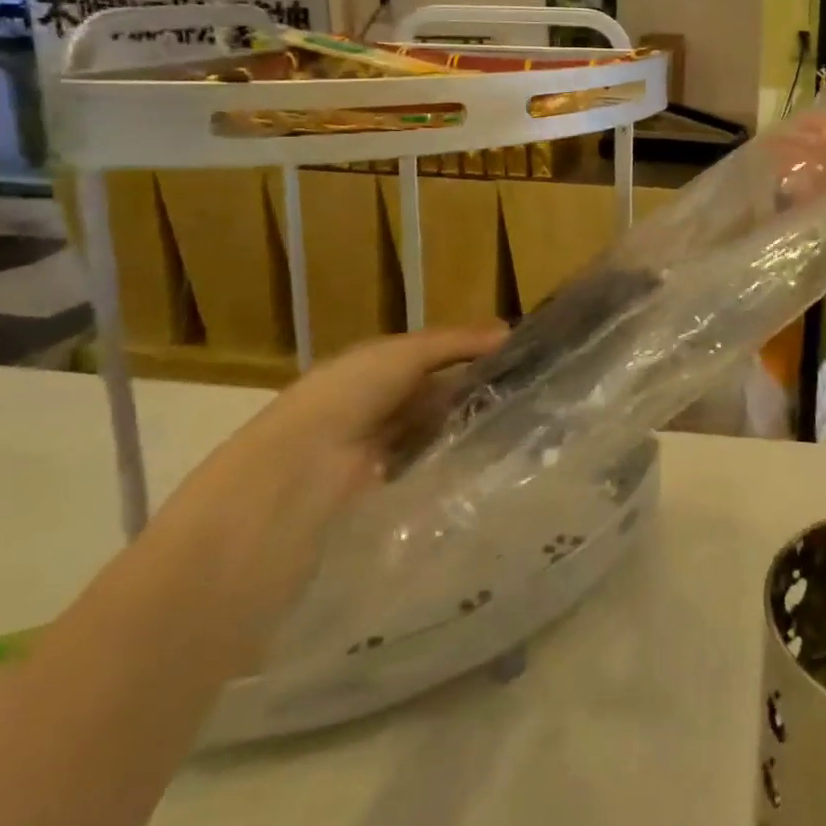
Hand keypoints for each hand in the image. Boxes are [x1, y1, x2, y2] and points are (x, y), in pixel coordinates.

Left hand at [149, 327, 505, 635]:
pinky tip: (488, 463)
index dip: (474, 355)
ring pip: (434, 433)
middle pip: (435, 396)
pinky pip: (427, 469)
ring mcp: (377, 453)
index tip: (524, 360)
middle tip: (534, 396)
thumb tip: (508, 332)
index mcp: (373, 369)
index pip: (434, 358)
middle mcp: (374, 407)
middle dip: (476, 393)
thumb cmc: (345, 399)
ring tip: (523, 430)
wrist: (291, 480)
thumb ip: (452, 344)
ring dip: (467, 430)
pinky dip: (452, 463)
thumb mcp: (400, 355)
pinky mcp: (382, 494)